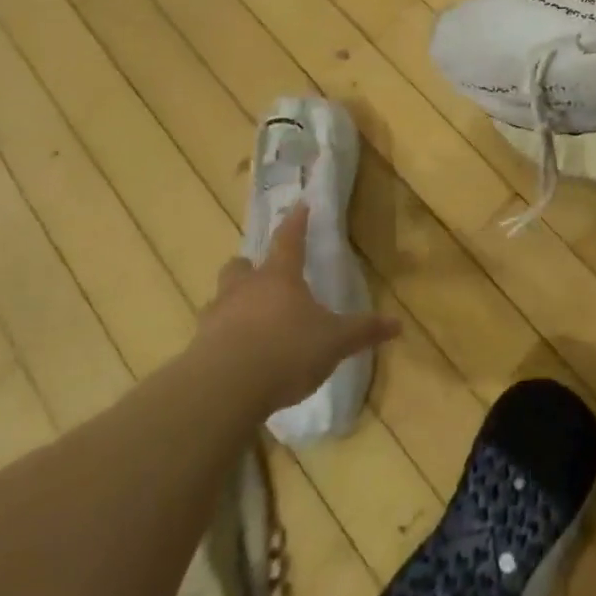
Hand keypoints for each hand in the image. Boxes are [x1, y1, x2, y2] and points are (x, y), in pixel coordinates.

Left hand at [203, 205, 399, 414]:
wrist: (224, 389)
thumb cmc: (286, 351)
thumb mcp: (334, 342)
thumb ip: (363, 331)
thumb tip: (398, 324)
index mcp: (279, 277)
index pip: (289, 240)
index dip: (297, 222)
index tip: (300, 205)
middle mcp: (244, 289)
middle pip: (241, 267)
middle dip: (250, 267)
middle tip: (261, 276)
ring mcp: (216, 317)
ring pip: (220, 298)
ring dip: (232, 304)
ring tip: (246, 320)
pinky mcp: (197, 349)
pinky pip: (210, 335)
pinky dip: (221, 340)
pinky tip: (234, 358)